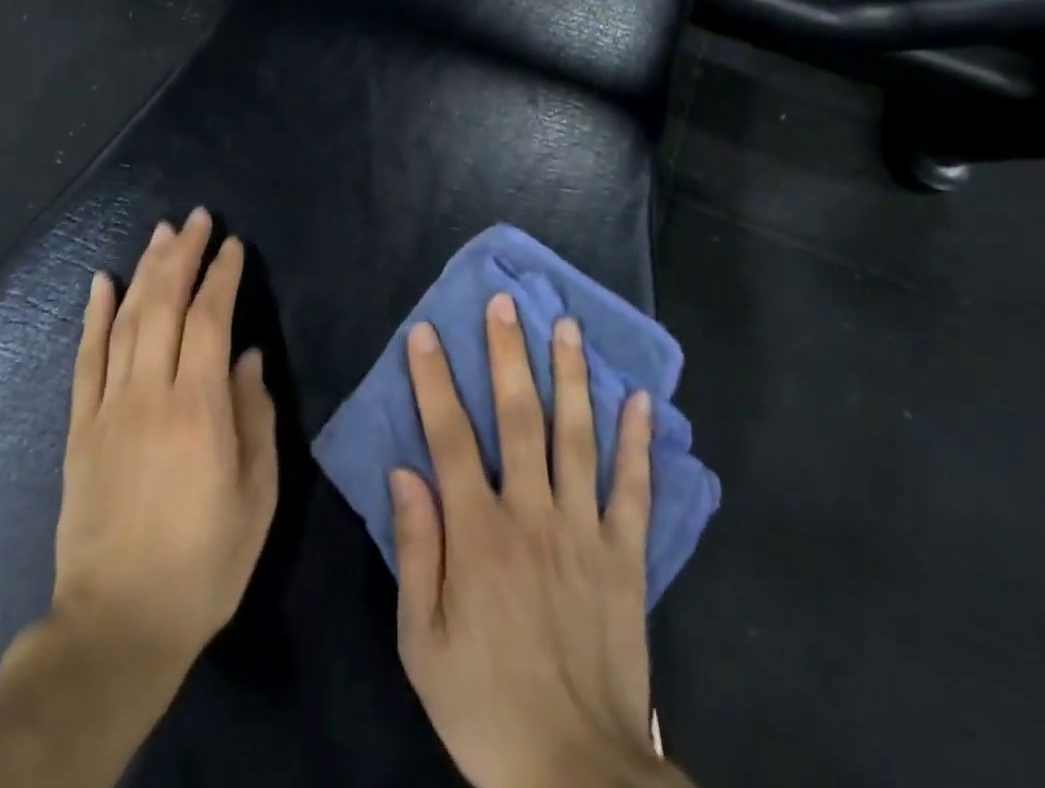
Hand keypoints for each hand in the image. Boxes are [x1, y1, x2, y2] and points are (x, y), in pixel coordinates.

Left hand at [51, 208, 278, 672]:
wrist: (117, 624)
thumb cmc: (203, 563)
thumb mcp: (256, 498)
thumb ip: (256, 418)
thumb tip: (250, 357)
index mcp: (199, 410)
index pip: (210, 320)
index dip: (223, 276)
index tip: (234, 246)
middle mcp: (150, 394)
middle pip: (164, 305)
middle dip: (183, 255)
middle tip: (198, 219)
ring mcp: (108, 407)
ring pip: (125, 321)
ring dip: (145, 271)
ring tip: (162, 234)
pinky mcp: (80, 427)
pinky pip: (85, 358)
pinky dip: (93, 315)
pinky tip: (101, 281)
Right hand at [391, 294, 687, 787]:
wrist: (576, 775)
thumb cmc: (484, 705)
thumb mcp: (422, 642)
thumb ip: (416, 550)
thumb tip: (404, 470)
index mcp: (477, 533)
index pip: (449, 437)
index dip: (435, 380)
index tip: (427, 333)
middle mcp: (530, 514)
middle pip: (517, 417)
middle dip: (507, 354)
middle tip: (505, 303)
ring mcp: (584, 532)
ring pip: (576, 436)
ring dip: (570, 376)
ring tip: (565, 325)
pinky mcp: (625, 558)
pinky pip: (634, 490)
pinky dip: (638, 443)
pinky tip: (640, 400)